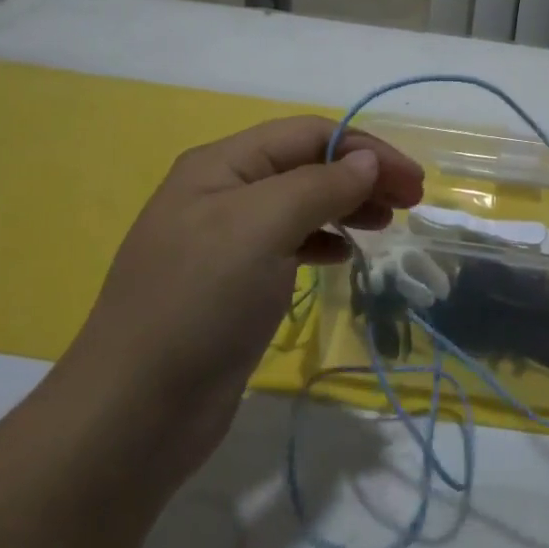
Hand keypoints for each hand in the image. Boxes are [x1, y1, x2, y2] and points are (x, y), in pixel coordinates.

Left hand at [63, 116, 423, 478]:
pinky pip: (289, 245)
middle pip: (306, 166)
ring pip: (300, 205)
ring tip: (384, 224)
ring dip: (346, 206)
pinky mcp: (234, 285)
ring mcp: (226, 241)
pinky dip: (323, 241)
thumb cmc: (200, 303)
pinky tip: (344, 256)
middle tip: (410, 203)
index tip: (412, 180)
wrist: (135, 412)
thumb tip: (366, 160)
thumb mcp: (261, 228)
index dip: (364, 149)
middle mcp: (223, 193)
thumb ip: (319, 186)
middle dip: (360, 175)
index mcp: (222, 165)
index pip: (307, 135)